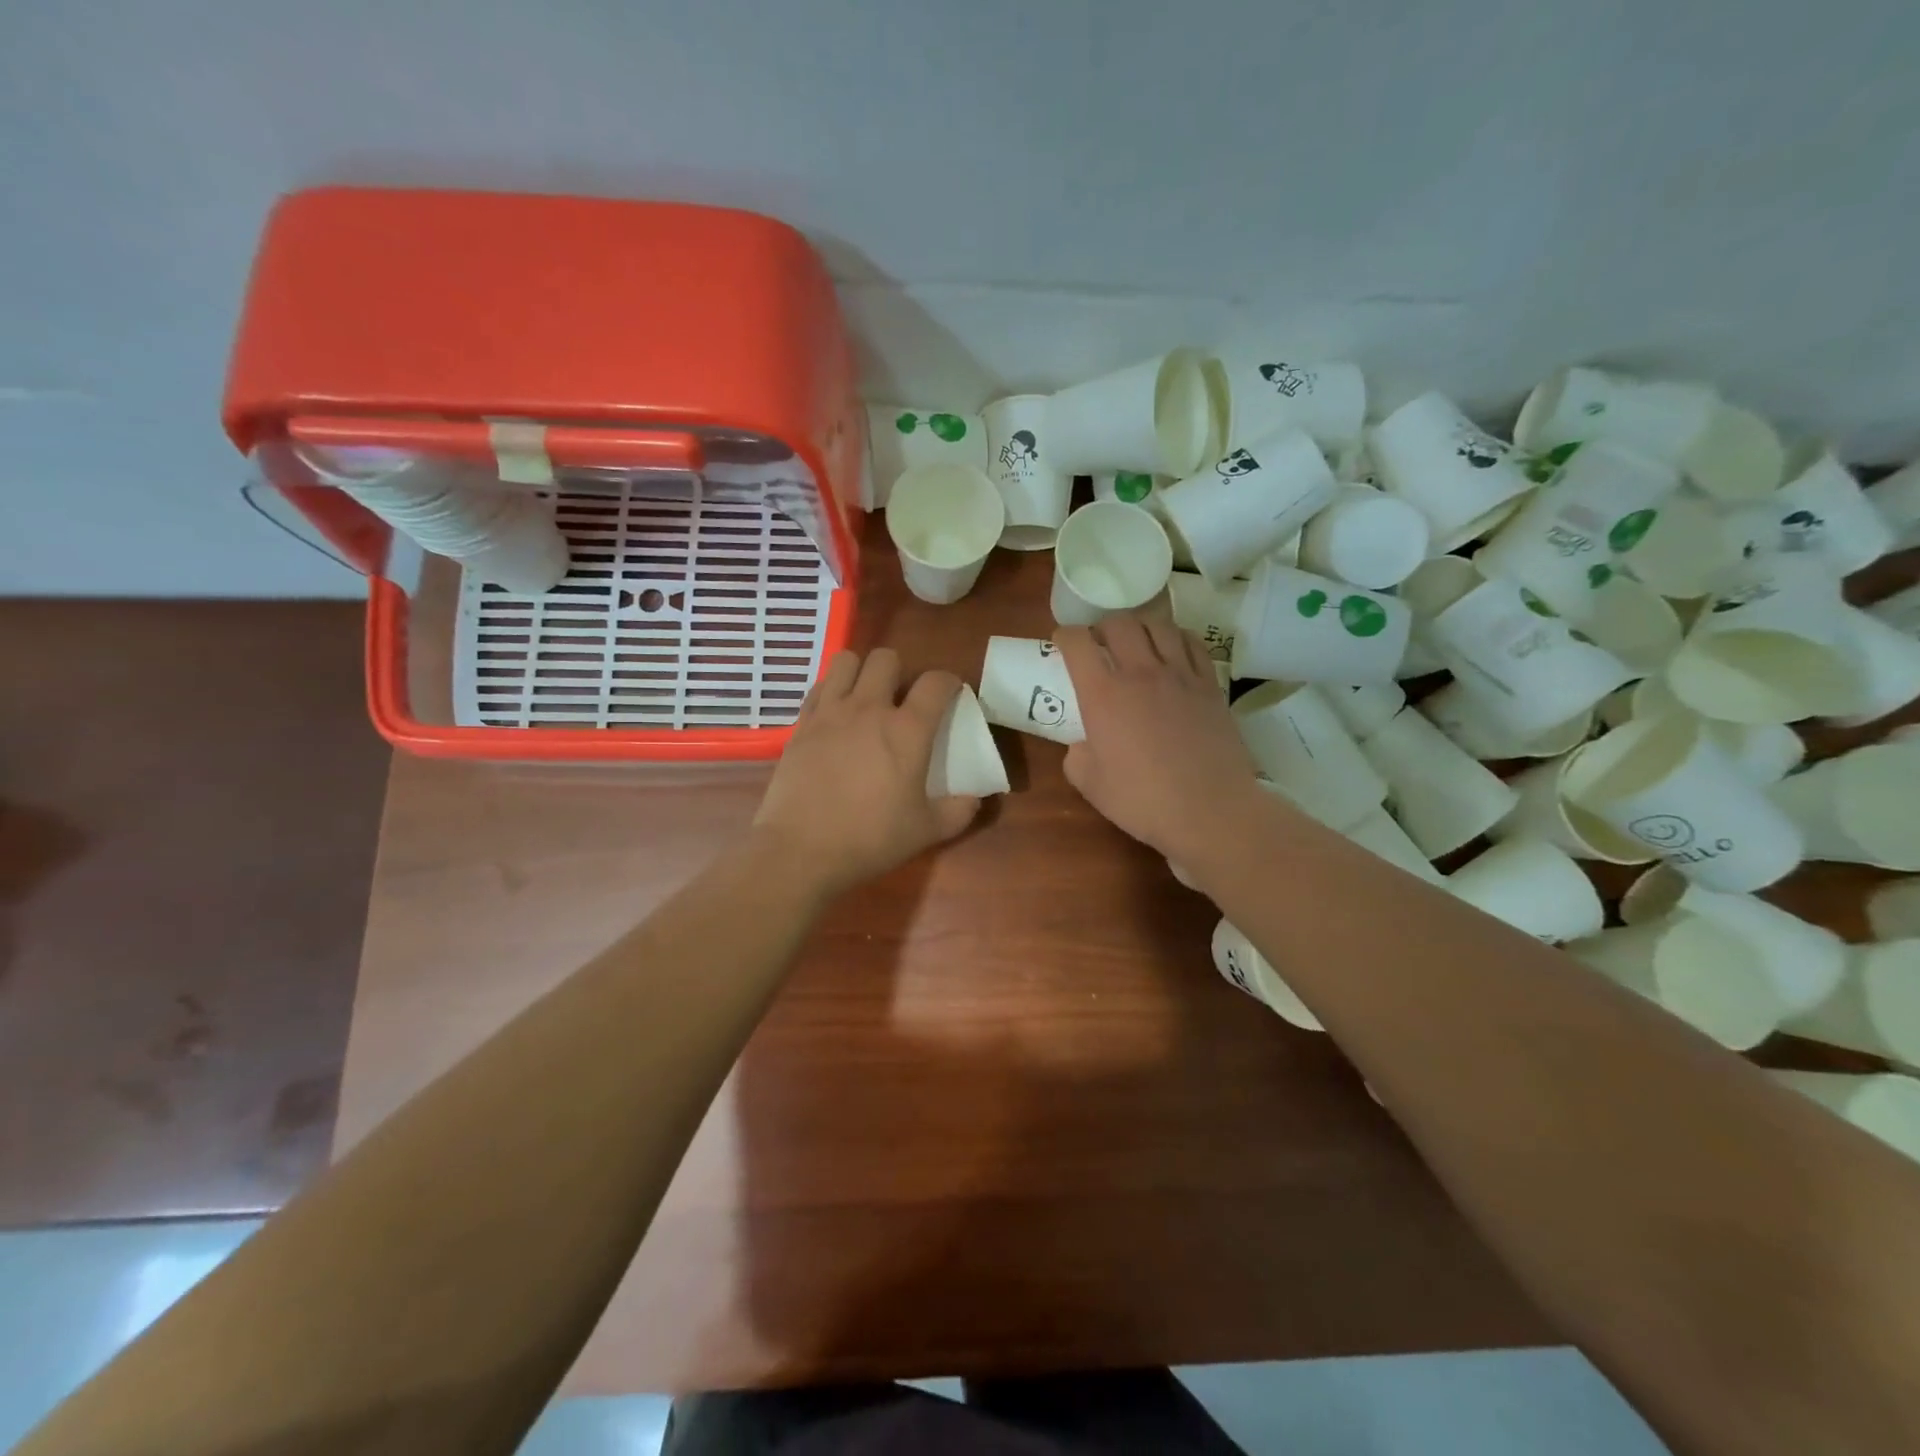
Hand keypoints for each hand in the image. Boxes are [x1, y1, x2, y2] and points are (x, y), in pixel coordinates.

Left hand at [755, 648, 980, 897]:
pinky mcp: (801, 724)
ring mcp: (830, 713)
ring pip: (847, 661)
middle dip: (900, 671)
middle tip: (902, 699)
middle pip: (886, 658)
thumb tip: (974, 798)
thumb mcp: (928, 831)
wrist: (801, 850)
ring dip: (861, 672)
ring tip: (866, 697)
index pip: (936, 682)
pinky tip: (836, 716)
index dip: (949, 682)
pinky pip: (820, 687)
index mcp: (907, 730)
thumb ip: (959, 810)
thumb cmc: (870, 839)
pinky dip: (832, 691)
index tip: (951, 695)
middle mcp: (869, 708)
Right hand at [1056, 615, 1262, 862]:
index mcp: (1102, 695)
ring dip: (1140, 626)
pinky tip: (1172, 650)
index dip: (1065, 636)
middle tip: (1099, 644)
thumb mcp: (1090, 785)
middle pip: (1119, 623)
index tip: (1062, 643)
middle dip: (1102, 627)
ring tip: (1136, 642)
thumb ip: (1077, 756)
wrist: (1210, 811)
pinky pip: (1192, 643)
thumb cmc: (1143, 801)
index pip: (1077, 643)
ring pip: (1157, 625)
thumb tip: (1083, 744)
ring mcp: (1180, 675)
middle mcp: (1140, 673)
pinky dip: (1176, 638)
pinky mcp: (1210, 685)